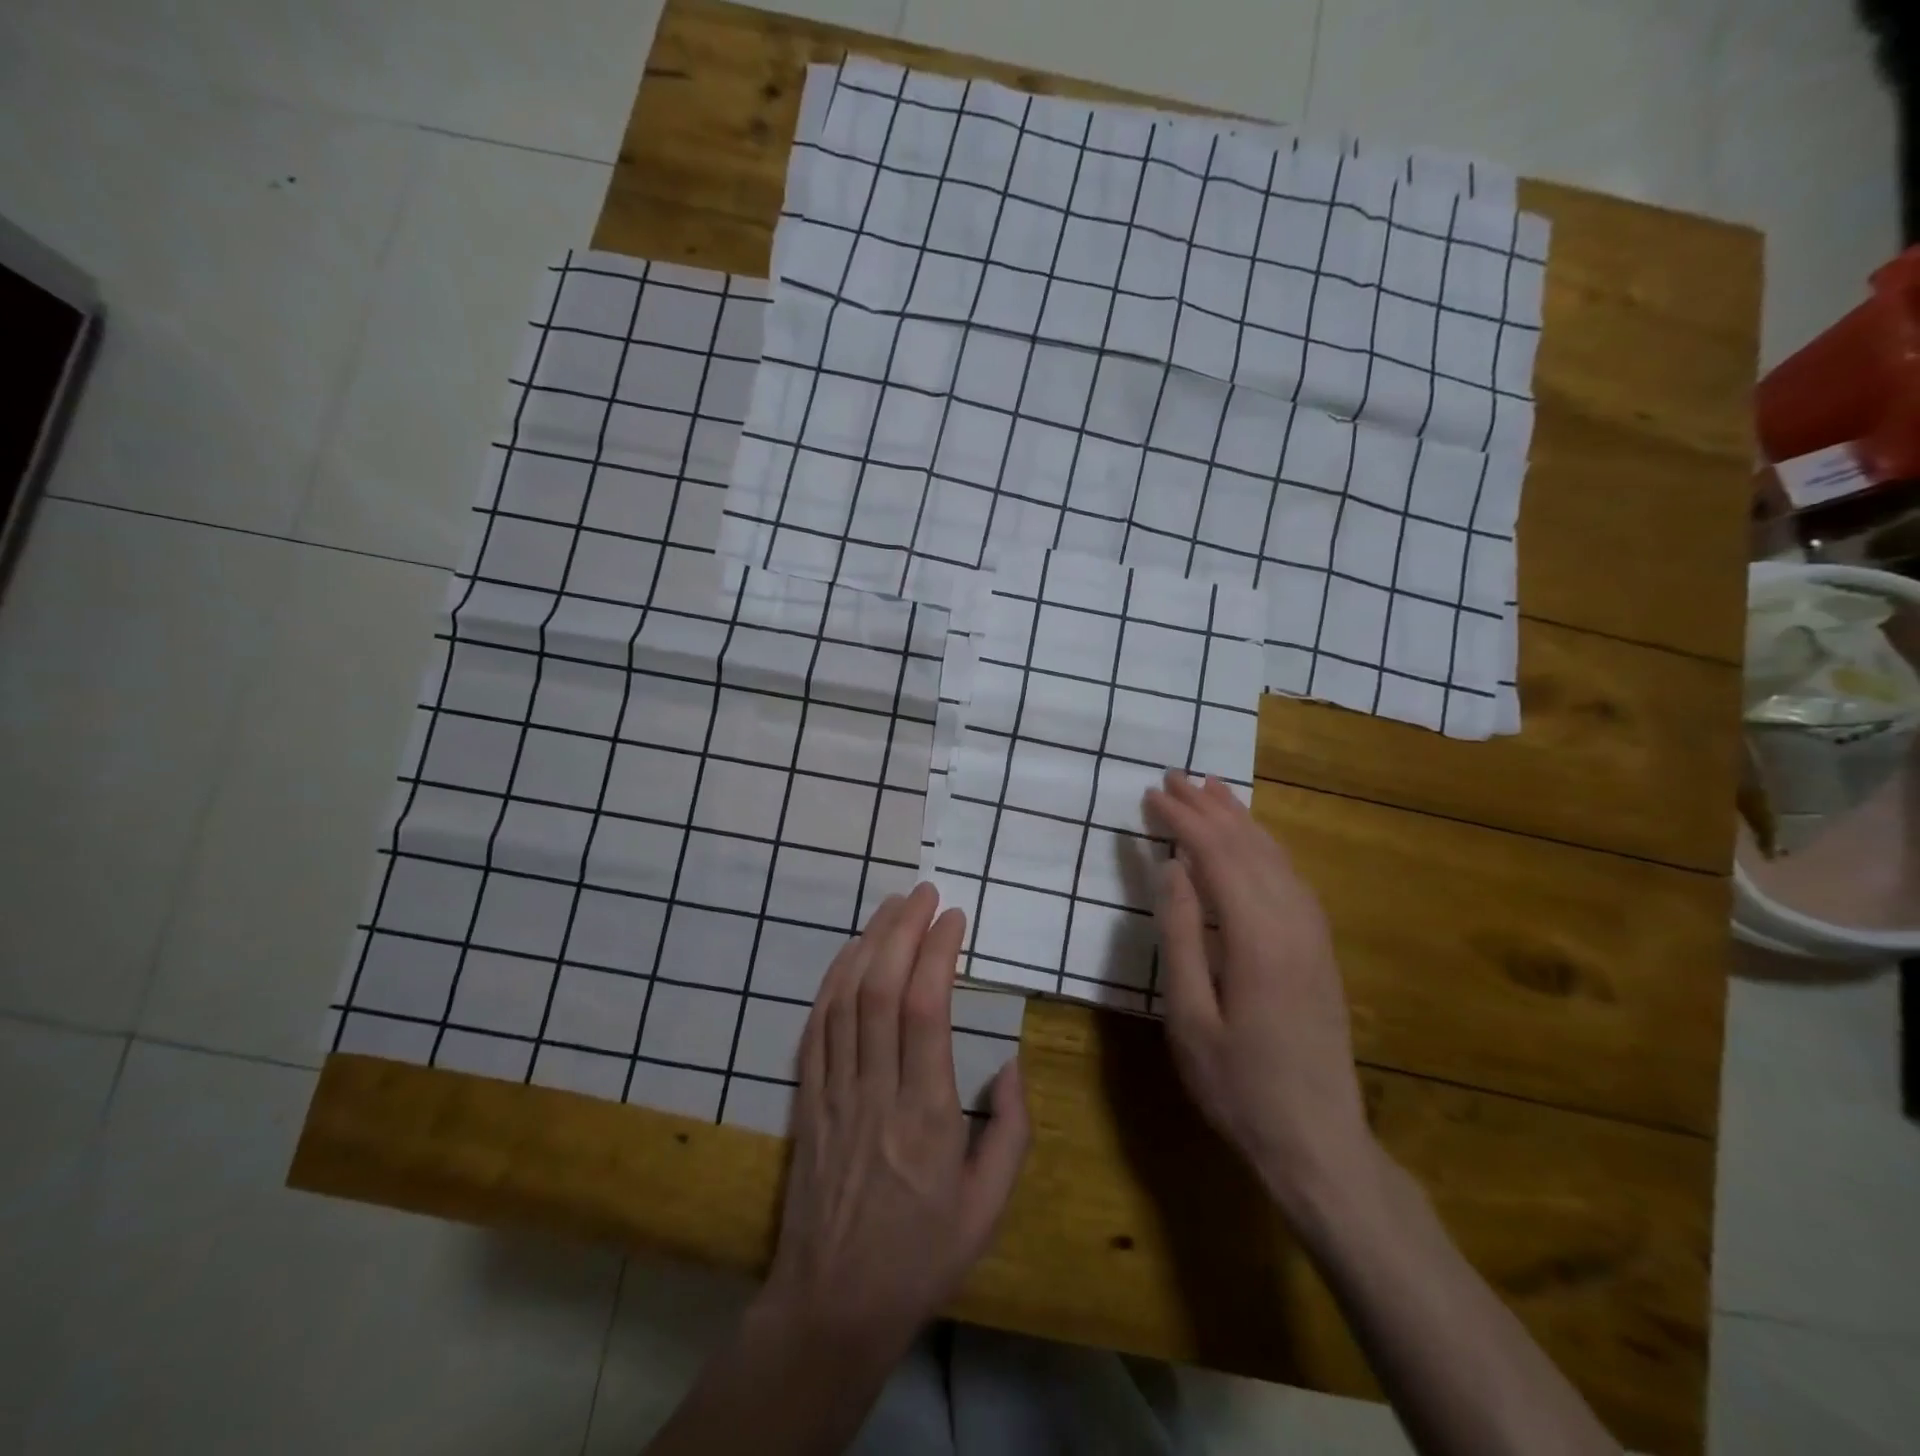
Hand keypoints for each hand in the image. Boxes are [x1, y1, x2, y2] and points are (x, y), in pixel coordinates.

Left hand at [759, 883, 1029, 1361]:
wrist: (832, 1305)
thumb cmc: (921, 1256)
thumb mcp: (989, 1207)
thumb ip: (1010, 1130)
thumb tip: (1010, 1062)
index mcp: (927, 1115)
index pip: (925, 1011)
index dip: (937, 953)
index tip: (954, 918)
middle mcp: (876, 1092)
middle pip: (881, 990)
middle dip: (903, 930)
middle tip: (924, 893)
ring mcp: (834, 1093)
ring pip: (845, 999)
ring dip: (868, 943)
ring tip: (892, 906)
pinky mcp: (807, 1100)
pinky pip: (816, 1027)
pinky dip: (832, 981)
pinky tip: (849, 953)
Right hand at [1145, 773, 1372, 1216]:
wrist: (1318, 1143)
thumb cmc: (1238, 1086)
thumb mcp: (1188, 1018)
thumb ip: (1179, 938)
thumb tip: (1172, 869)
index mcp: (1257, 938)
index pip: (1216, 857)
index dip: (1183, 821)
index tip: (1152, 795)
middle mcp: (1293, 924)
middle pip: (1250, 847)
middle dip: (1210, 808)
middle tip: (1175, 777)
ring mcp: (1314, 936)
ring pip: (1276, 858)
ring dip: (1242, 820)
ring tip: (1213, 790)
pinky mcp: (1321, 951)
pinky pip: (1292, 879)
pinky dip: (1266, 848)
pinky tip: (1253, 843)